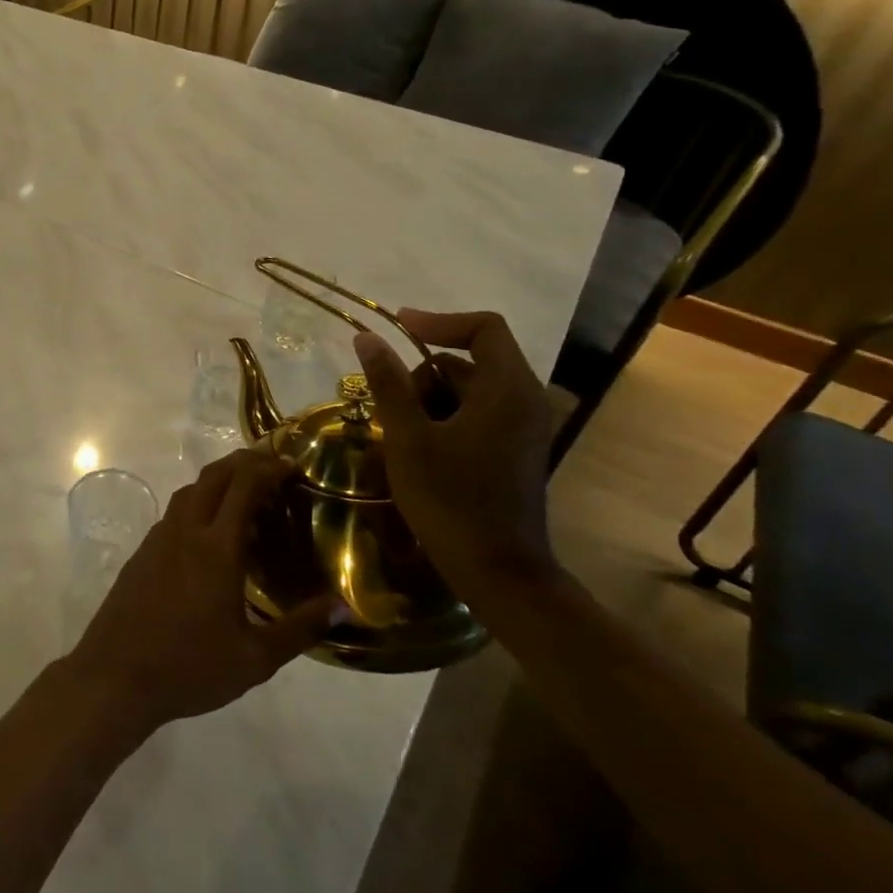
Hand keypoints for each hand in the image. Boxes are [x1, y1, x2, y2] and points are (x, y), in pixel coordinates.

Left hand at [63, 449, 340, 732]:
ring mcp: (159, 538)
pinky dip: (199, 502)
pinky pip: (176, 511)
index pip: (244, 487)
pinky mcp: (143, 552)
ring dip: (219, 479)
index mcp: (216, 549)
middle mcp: (185, 531)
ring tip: (246, 492)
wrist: (115, 676)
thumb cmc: (189, 668)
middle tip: (274, 466)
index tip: (293, 465)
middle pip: (214, 476)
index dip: (269, 468)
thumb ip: (301, 628)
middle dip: (245, 461)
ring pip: (190, 490)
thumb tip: (342, 605)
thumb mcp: (255, 659)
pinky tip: (211, 531)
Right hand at [353, 310, 558, 597]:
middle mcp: (524, 401)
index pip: (484, 328)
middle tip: (388, 406)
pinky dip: (444, 419)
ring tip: (399, 435)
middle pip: (469, 361)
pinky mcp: (515, 451)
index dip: (438, 321)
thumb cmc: (450, 499)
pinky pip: (476, 415)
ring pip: (468, 391)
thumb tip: (367, 337)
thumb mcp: (408, 437)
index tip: (397, 328)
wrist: (498, 572)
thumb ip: (388, 382)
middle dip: (423, 375)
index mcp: (508, 390)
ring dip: (429, 400)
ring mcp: (523, 429)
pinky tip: (418, 450)